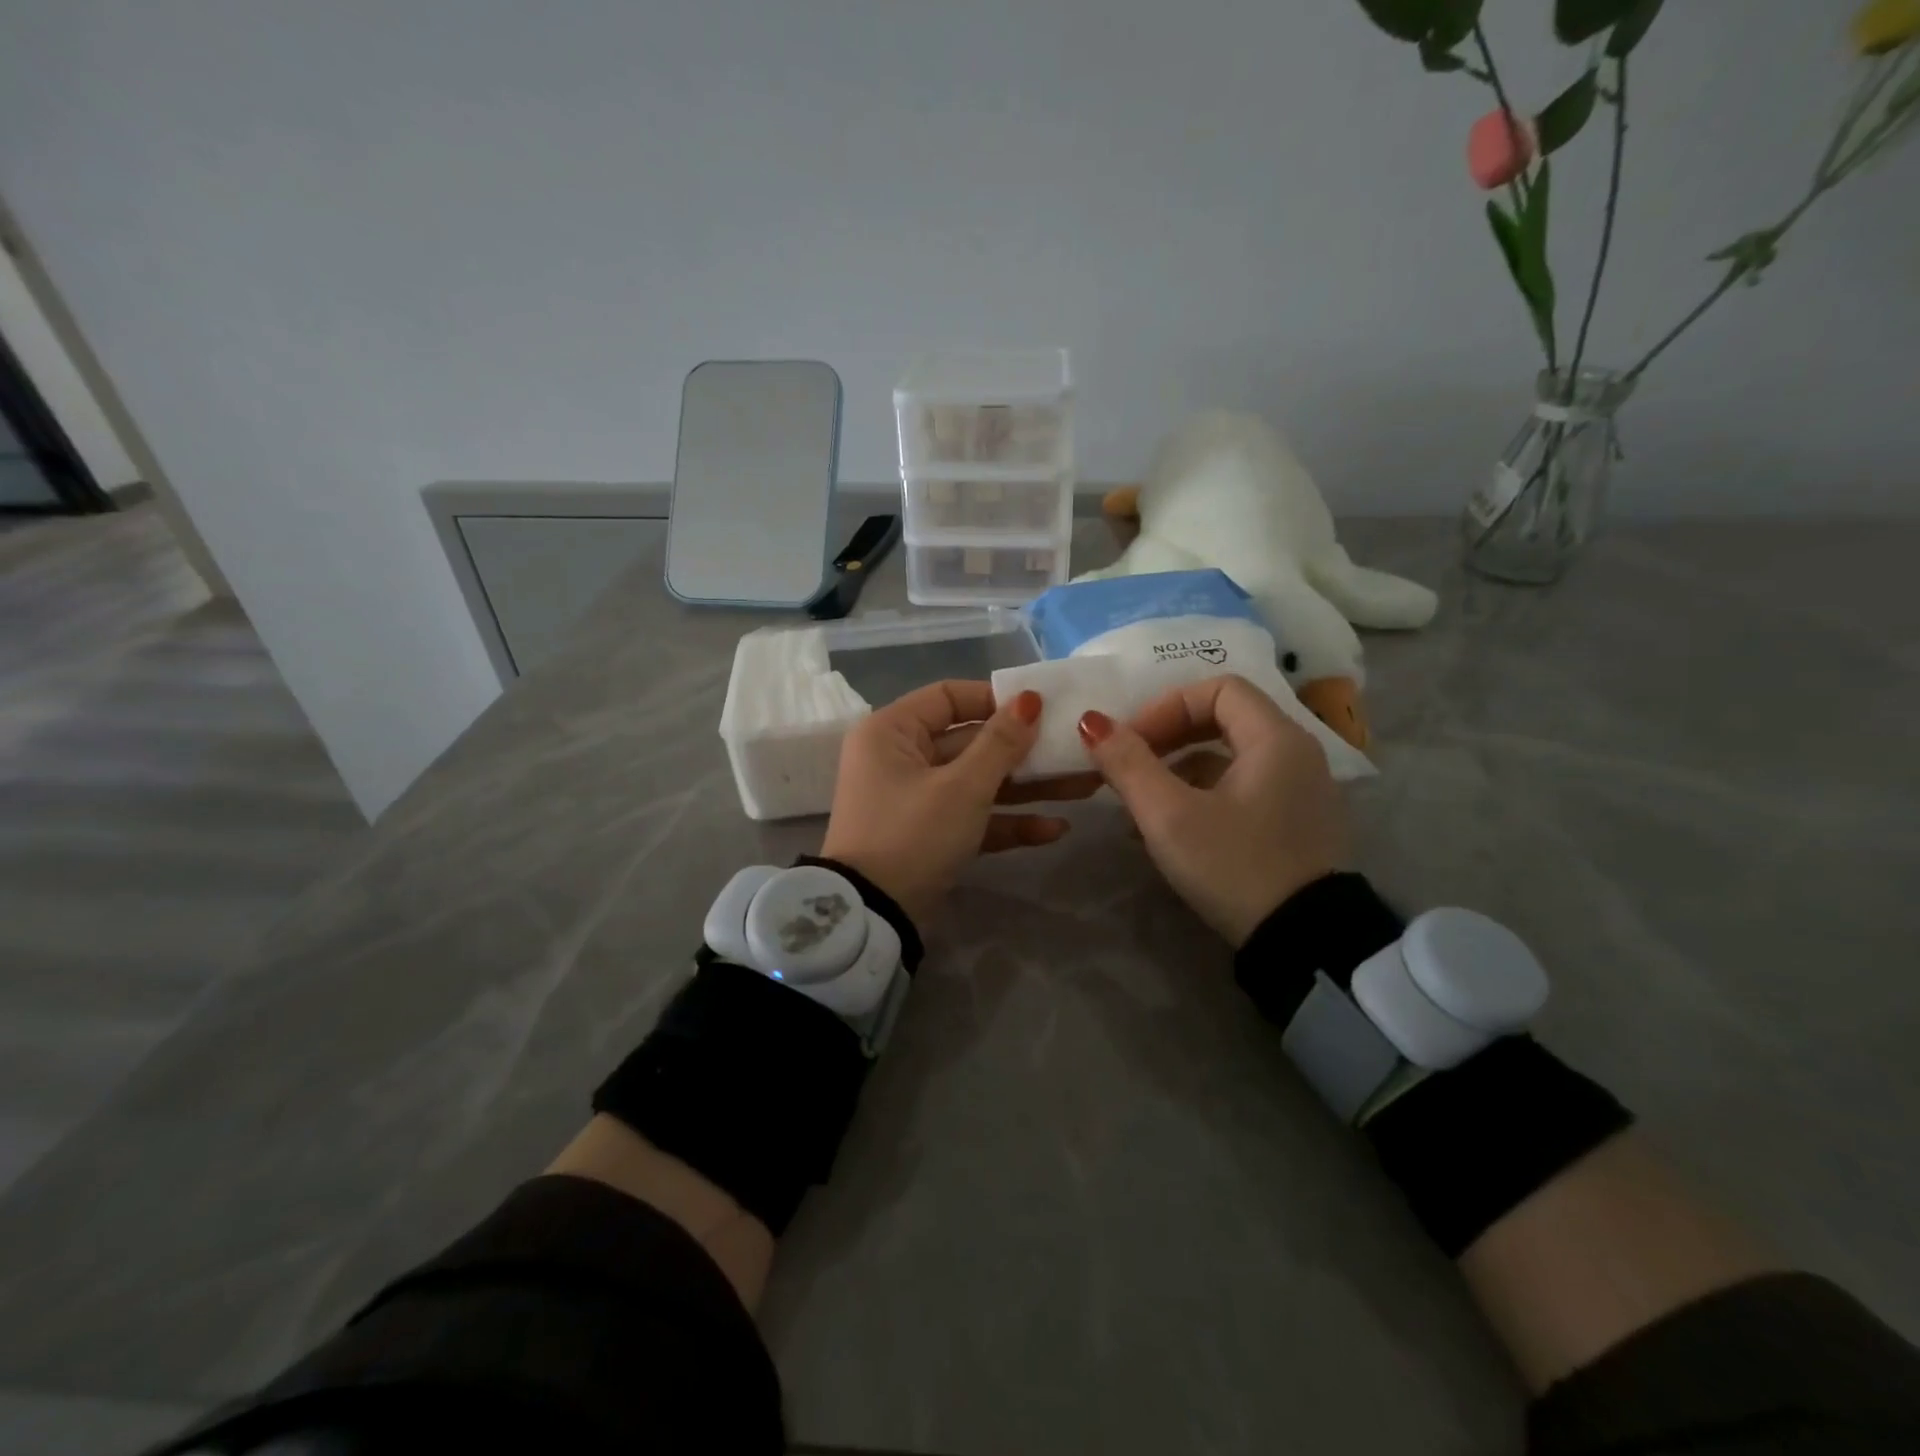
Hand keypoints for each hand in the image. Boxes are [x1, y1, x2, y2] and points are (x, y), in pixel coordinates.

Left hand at [820, 681, 1092, 926]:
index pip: (949, 697)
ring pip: (977, 782)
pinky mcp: (929, 835)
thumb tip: (1030, 699)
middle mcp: (900, 758)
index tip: (1041, 708)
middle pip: (970, 741)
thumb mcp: (962, 787)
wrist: (873, 918)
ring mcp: (915, 799)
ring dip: (1026, 787)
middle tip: (1075, 750)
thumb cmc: (912, 835)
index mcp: (892, 731)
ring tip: (1082, 787)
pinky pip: (971, 817)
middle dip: (1024, 751)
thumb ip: (1001, 743)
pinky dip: (1006, 822)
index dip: (995, 699)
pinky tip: (1054, 829)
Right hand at [1077, 674, 1350, 946]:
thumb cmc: (1235, 867)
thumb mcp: (1170, 816)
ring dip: (1178, 769)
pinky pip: (1241, 789)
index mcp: (1276, 738)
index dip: (1166, 706)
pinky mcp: (1293, 824)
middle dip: (1167, 736)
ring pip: (1228, 757)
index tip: (1131, 742)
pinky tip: (1167, 830)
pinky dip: (1201, 795)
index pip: (1218, 688)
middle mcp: (1296, 754)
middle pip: (1223, 718)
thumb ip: (1128, 764)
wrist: (1304, 945)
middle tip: (1129, 764)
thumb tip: (1091, 722)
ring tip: (1138, 803)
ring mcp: (1299, 791)